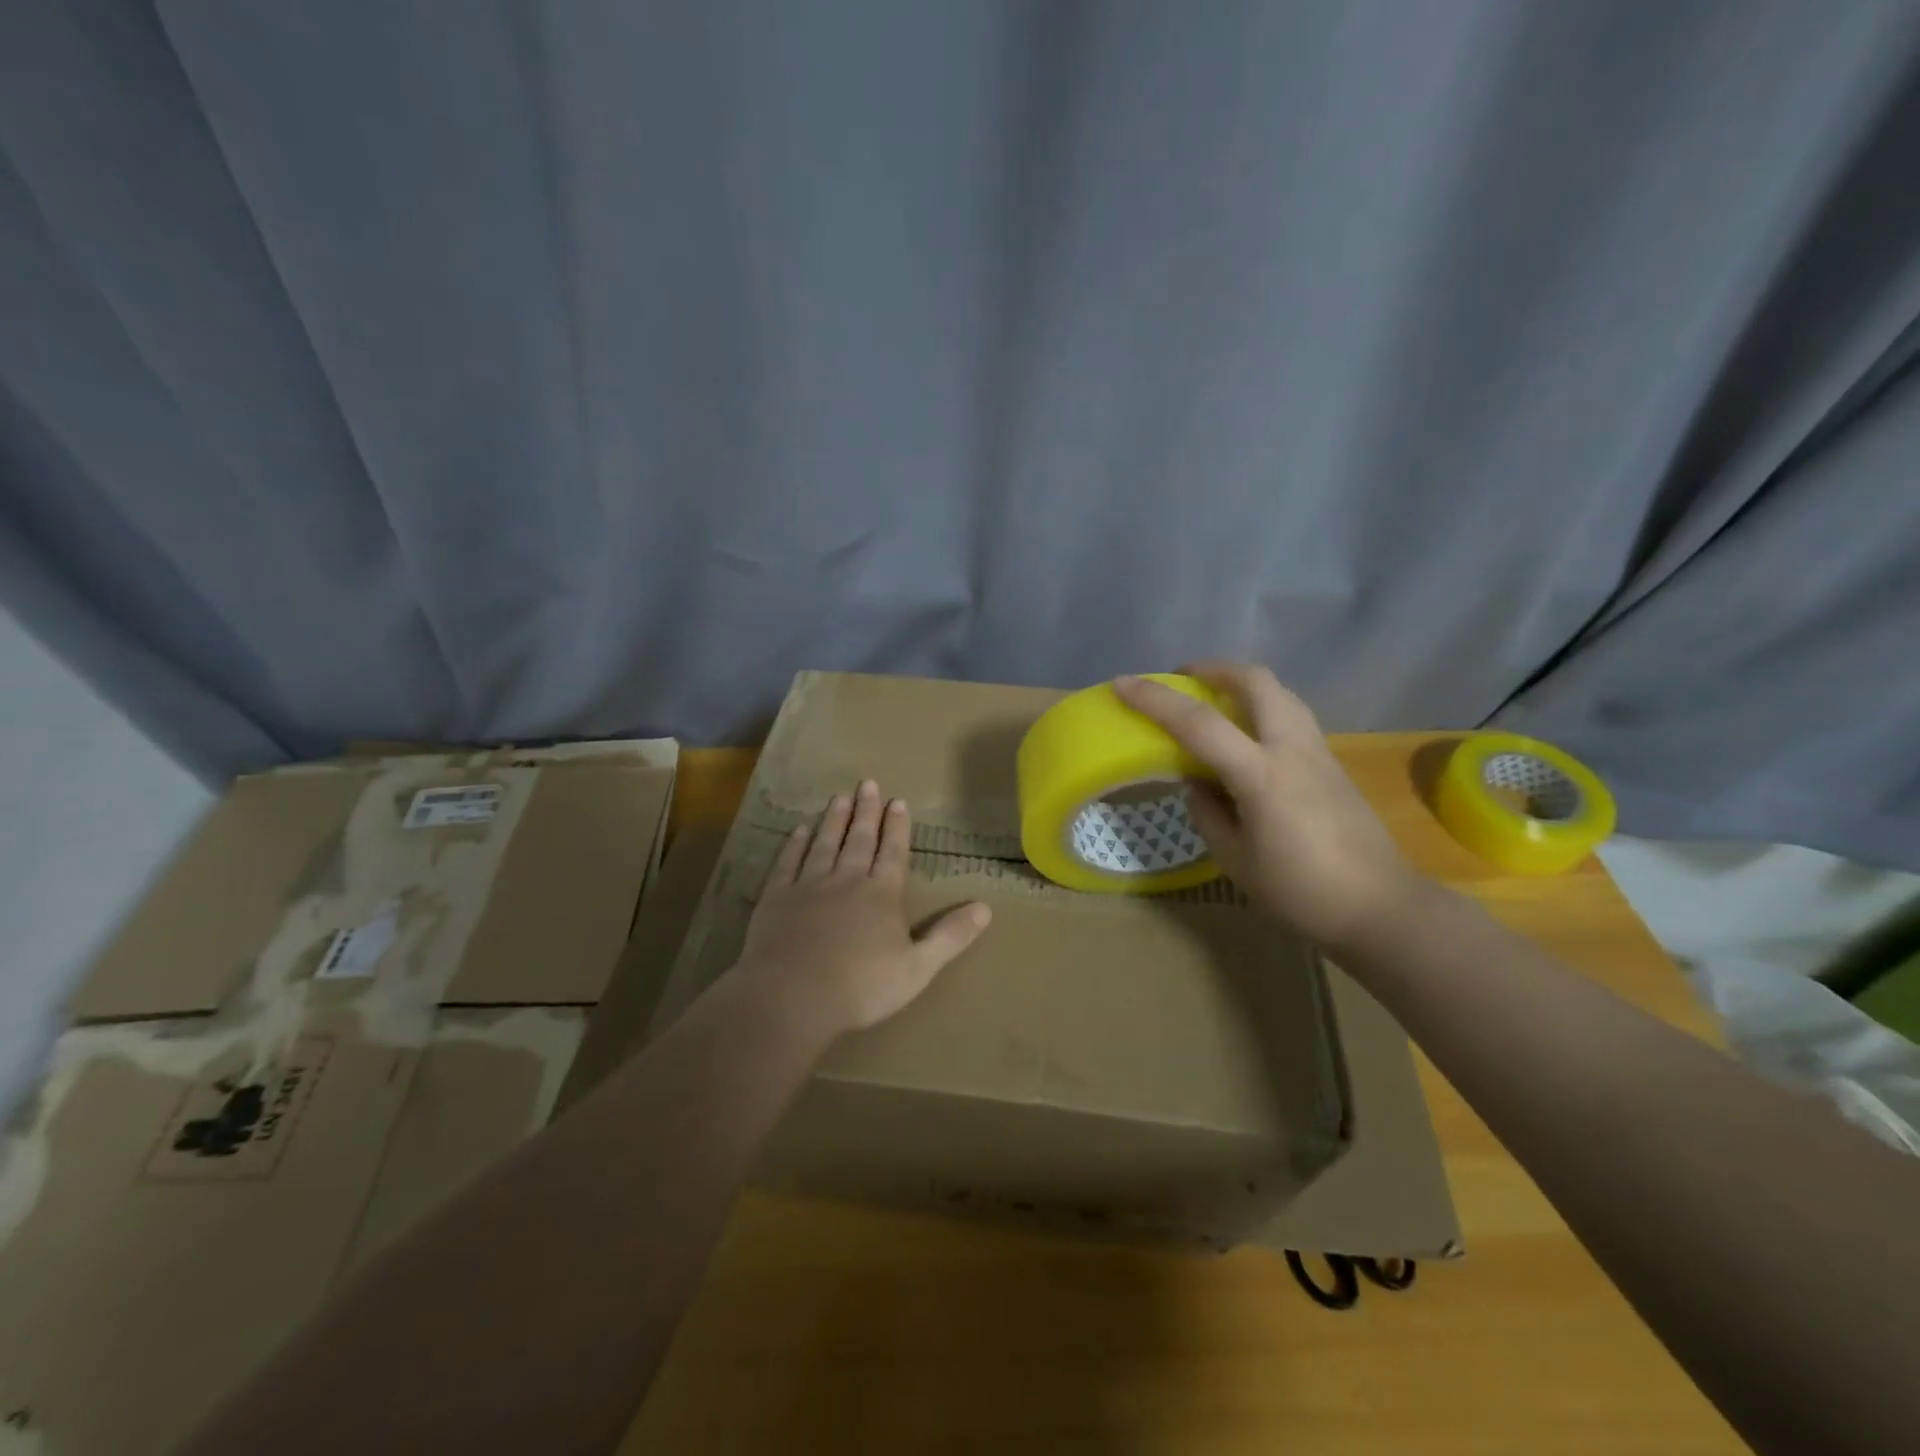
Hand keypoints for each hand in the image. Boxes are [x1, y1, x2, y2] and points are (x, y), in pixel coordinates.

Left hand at [732, 780, 992, 1038]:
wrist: (791, 997)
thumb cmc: (860, 987)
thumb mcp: (918, 968)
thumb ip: (951, 936)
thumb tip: (986, 908)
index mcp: (881, 894)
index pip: (893, 852)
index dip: (897, 826)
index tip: (898, 801)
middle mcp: (846, 880)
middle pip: (859, 839)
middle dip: (866, 811)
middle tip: (868, 784)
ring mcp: (809, 886)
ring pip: (825, 843)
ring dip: (834, 819)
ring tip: (839, 797)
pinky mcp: (777, 897)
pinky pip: (789, 862)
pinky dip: (796, 844)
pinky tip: (800, 830)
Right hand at [1113, 663, 1419, 947]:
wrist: (1380, 908)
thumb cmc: (1300, 892)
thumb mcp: (1236, 860)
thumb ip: (1209, 814)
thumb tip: (1199, 786)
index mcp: (1261, 775)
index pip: (1199, 724)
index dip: (1155, 700)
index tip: (1123, 684)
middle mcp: (1292, 749)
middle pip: (1255, 680)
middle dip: (1212, 669)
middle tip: (1183, 678)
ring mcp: (1318, 751)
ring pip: (1279, 692)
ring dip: (1241, 684)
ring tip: (1214, 700)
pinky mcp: (1332, 762)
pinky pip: (1291, 715)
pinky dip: (1261, 707)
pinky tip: (1247, 736)